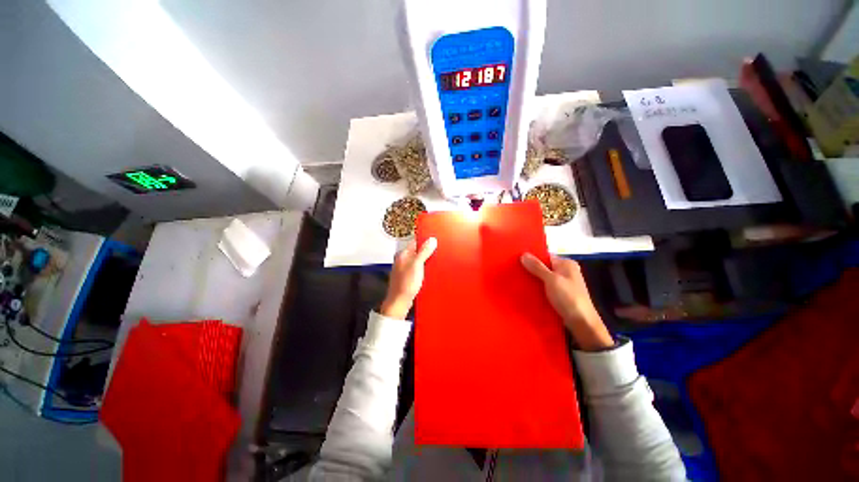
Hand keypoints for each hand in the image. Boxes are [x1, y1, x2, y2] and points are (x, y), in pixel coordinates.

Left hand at [380, 238, 437, 319]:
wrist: (400, 302)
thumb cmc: (406, 283)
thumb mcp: (417, 265)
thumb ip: (424, 251)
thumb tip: (432, 239)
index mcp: (403, 254)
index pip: (415, 241)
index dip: (425, 240)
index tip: (436, 239)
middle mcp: (403, 260)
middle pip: (417, 251)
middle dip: (428, 250)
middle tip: (439, 250)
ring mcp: (405, 269)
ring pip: (418, 260)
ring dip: (427, 260)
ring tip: (437, 259)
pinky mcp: (409, 277)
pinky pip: (418, 268)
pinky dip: (424, 268)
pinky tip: (431, 270)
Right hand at [521, 253, 613, 350]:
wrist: (582, 323)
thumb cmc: (568, 298)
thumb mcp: (551, 280)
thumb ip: (537, 267)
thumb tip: (524, 254)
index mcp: (566, 264)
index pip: (545, 256)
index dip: (531, 257)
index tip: (516, 259)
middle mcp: (566, 272)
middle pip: (544, 267)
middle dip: (530, 269)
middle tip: (514, 270)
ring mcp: (564, 284)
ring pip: (543, 278)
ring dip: (533, 280)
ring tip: (516, 280)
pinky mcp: (560, 295)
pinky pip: (545, 288)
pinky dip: (537, 289)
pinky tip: (526, 291)